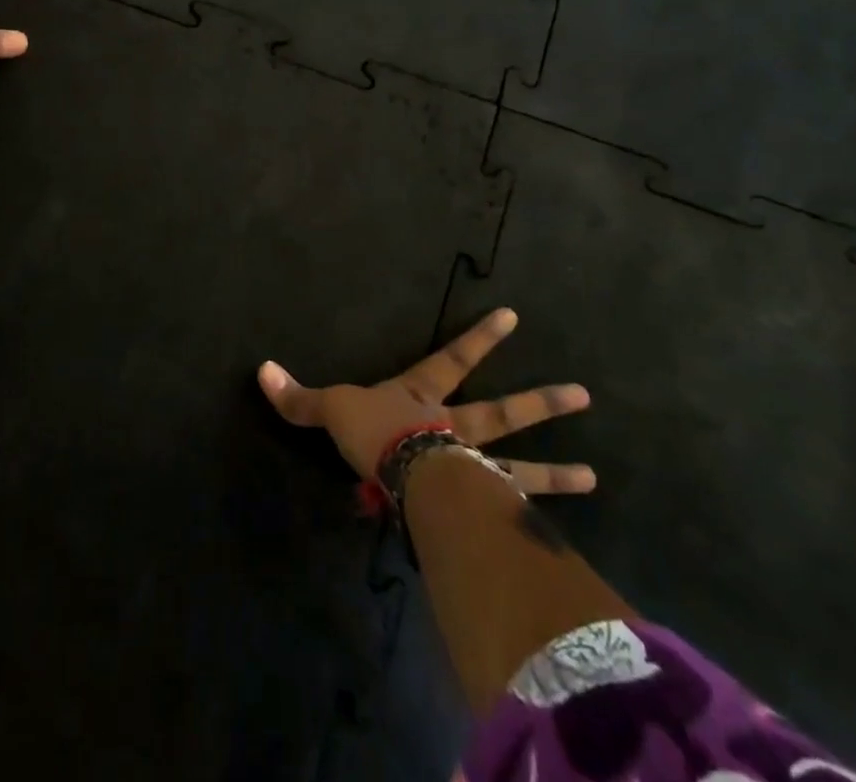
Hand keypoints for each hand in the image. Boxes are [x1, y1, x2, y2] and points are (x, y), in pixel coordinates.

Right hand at [257, 308, 595, 495]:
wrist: (401, 474)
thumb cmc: (370, 432)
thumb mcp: (331, 409)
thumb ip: (300, 397)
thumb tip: (260, 370)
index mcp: (422, 396)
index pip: (454, 356)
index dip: (481, 337)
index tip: (513, 316)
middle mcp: (456, 427)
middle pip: (504, 411)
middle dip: (541, 402)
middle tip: (584, 395)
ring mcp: (472, 467)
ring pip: (520, 466)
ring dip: (556, 472)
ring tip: (595, 476)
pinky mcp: (478, 506)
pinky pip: (510, 513)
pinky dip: (533, 522)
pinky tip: (559, 539)